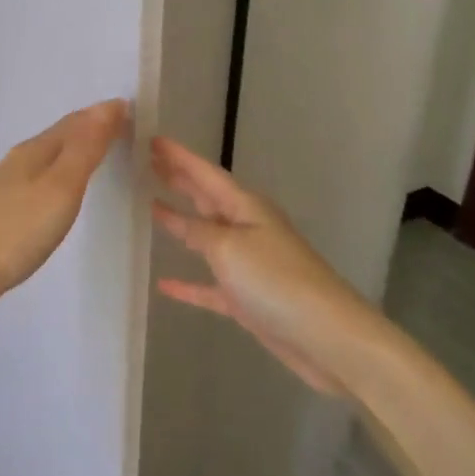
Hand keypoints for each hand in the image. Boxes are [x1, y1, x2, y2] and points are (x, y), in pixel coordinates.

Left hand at [0, 100, 129, 315]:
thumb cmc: (16, 230)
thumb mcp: (60, 187)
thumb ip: (84, 148)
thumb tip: (108, 105)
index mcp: (36, 150)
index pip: (76, 121)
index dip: (104, 115)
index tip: (135, 114)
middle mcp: (19, 160)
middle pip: (60, 136)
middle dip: (90, 129)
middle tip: (124, 132)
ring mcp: (6, 186)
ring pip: (48, 158)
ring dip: (74, 152)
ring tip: (100, 156)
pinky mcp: (0, 211)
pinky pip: (39, 180)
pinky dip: (59, 175)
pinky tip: (61, 192)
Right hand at [151, 135, 383, 395]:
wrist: (325, 336)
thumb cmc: (276, 280)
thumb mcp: (229, 247)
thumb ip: (198, 230)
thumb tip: (175, 216)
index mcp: (246, 208)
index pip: (205, 174)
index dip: (179, 157)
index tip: (152, 139)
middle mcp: (247, 229)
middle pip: (207, 198)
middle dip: (180, 180)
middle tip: (149, 163)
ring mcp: (248, 264)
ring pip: (206, 236)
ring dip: (181, 222)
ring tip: (152, 206)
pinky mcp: (247, 299)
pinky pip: (209, 285)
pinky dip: (188, 283)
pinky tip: (164, 283)